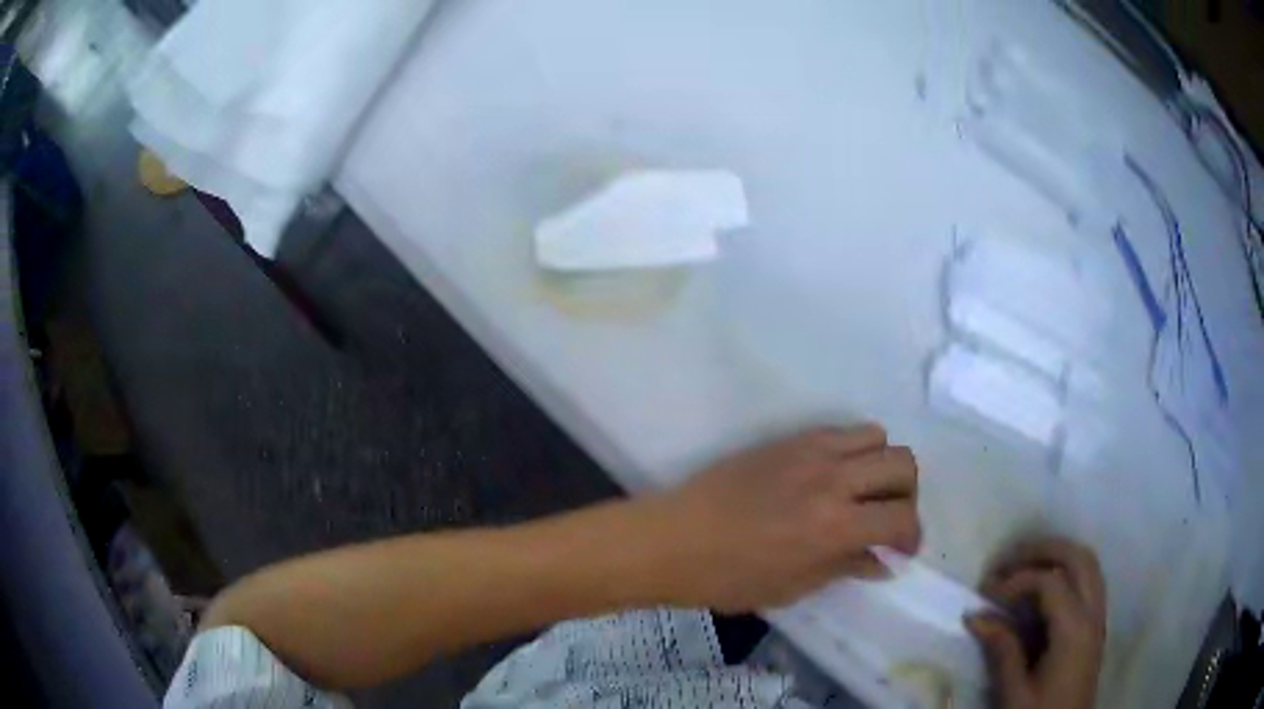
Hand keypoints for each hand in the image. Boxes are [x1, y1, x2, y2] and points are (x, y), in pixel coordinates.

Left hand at [647, 425, 921, 612]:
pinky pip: (840, 431)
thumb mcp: (793, 587)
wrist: (673, 539)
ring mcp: (810, 452)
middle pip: (902, 464)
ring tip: (864, 492)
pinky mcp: (788, 439)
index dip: (912, 536)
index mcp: (834, 527)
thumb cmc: (728, 578)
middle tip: (889, 519)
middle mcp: (832, 480)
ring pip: (877, 436)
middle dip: (908, 494)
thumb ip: (844, 568)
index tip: (902, 550)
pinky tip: (834, 477)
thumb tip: (882, 562)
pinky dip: (853, 450)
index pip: (901, 518)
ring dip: (882, 465)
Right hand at [967, 539, 1106, 708]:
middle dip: (1042, 550)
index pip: (1051, 581)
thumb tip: (975, 615)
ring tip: (1024, 565)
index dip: (1017, 579)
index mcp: (1074, 631)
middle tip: (1006, 561)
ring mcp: (1099, 616)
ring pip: (1088, 563)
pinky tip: (1044, 586)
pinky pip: (1089, 579)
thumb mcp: (1014, 693)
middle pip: (1077, 558)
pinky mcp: (1096, 624)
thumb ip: (1001, 651)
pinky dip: (1068, 570)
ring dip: (1057, 555)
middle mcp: (1093, 613)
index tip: (986, 594)